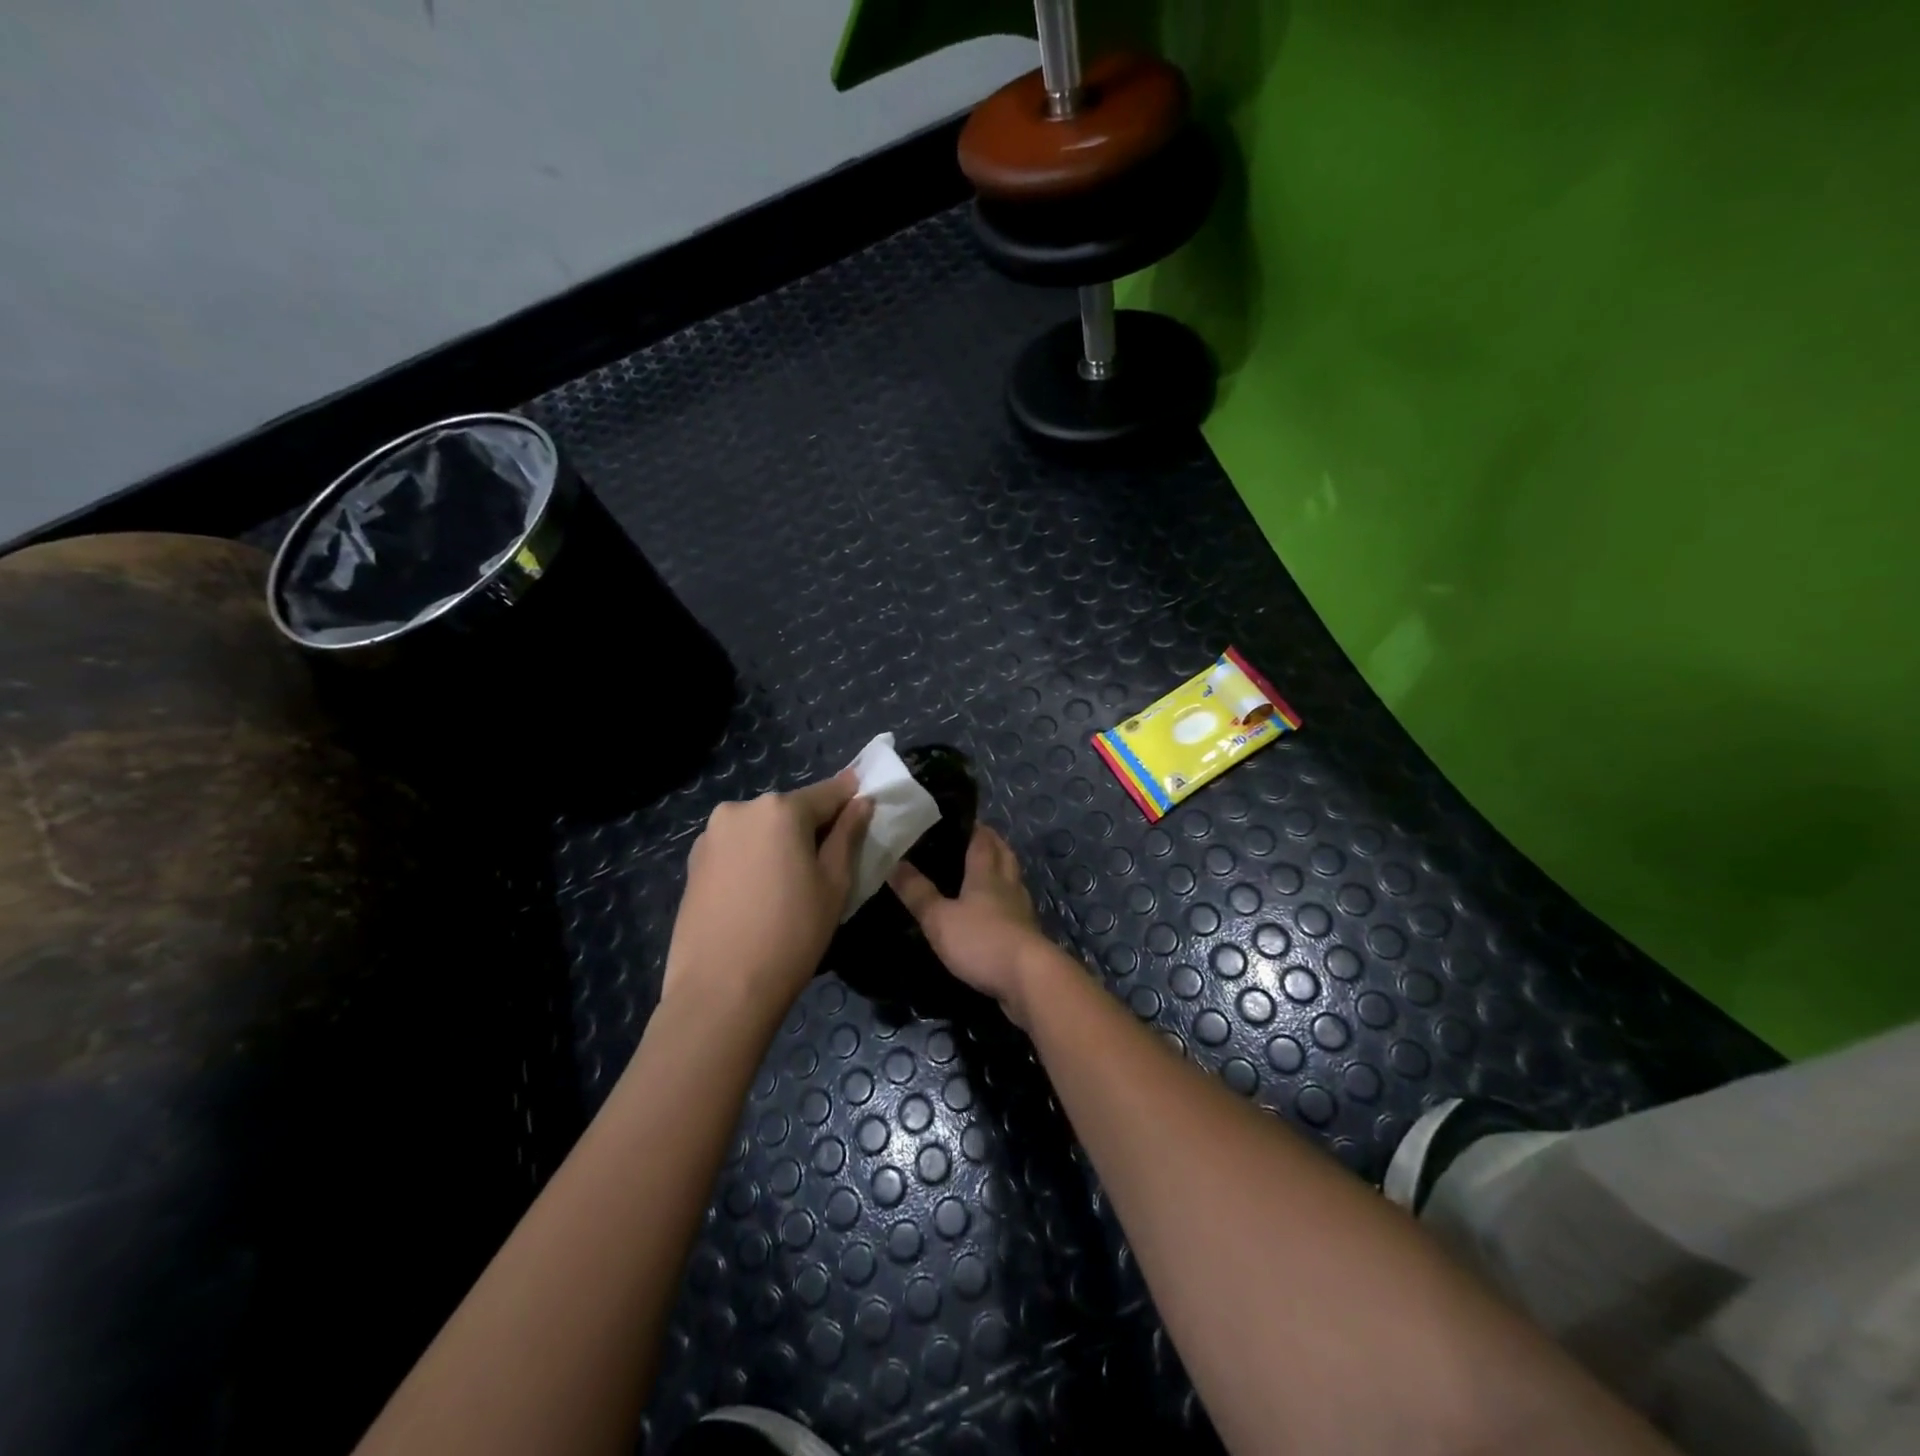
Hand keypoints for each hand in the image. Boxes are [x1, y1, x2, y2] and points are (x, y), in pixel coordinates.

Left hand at [664, 773, 871, 1011]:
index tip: (867, 804)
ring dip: (780, 844)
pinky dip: (755, 860)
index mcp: (780, 810)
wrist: (720, 990)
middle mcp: (740, 810)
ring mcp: (711, 836)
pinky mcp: (693, 863)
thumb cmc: (791, 934)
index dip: (850, 798)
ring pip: (761, 829)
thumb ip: (848, 835)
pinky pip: (737, 849)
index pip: (828, 792)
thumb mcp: (834, 884)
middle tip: (830, 862)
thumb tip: (861, 803)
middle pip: (791, 810)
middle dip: (812, 827)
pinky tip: (761, 895)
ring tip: (792, 885)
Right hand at [889, 826, 1061, 1025]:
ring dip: (1001, 870)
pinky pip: (1015, 906)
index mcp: (986, 873)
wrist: (1027, 978)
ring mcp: (1021, 909)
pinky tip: (993, 910)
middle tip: (972, 839)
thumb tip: (894, 863)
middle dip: (991, 843)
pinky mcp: (1027, 933)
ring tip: (982, 871)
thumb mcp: (939, 918)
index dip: (973, 827)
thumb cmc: (981, 940)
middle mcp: (1008, 884)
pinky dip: (1004, 900)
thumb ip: (917, 892)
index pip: (982, 839)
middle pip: (1003, 854)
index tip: (959, 818)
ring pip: (1012, 879)